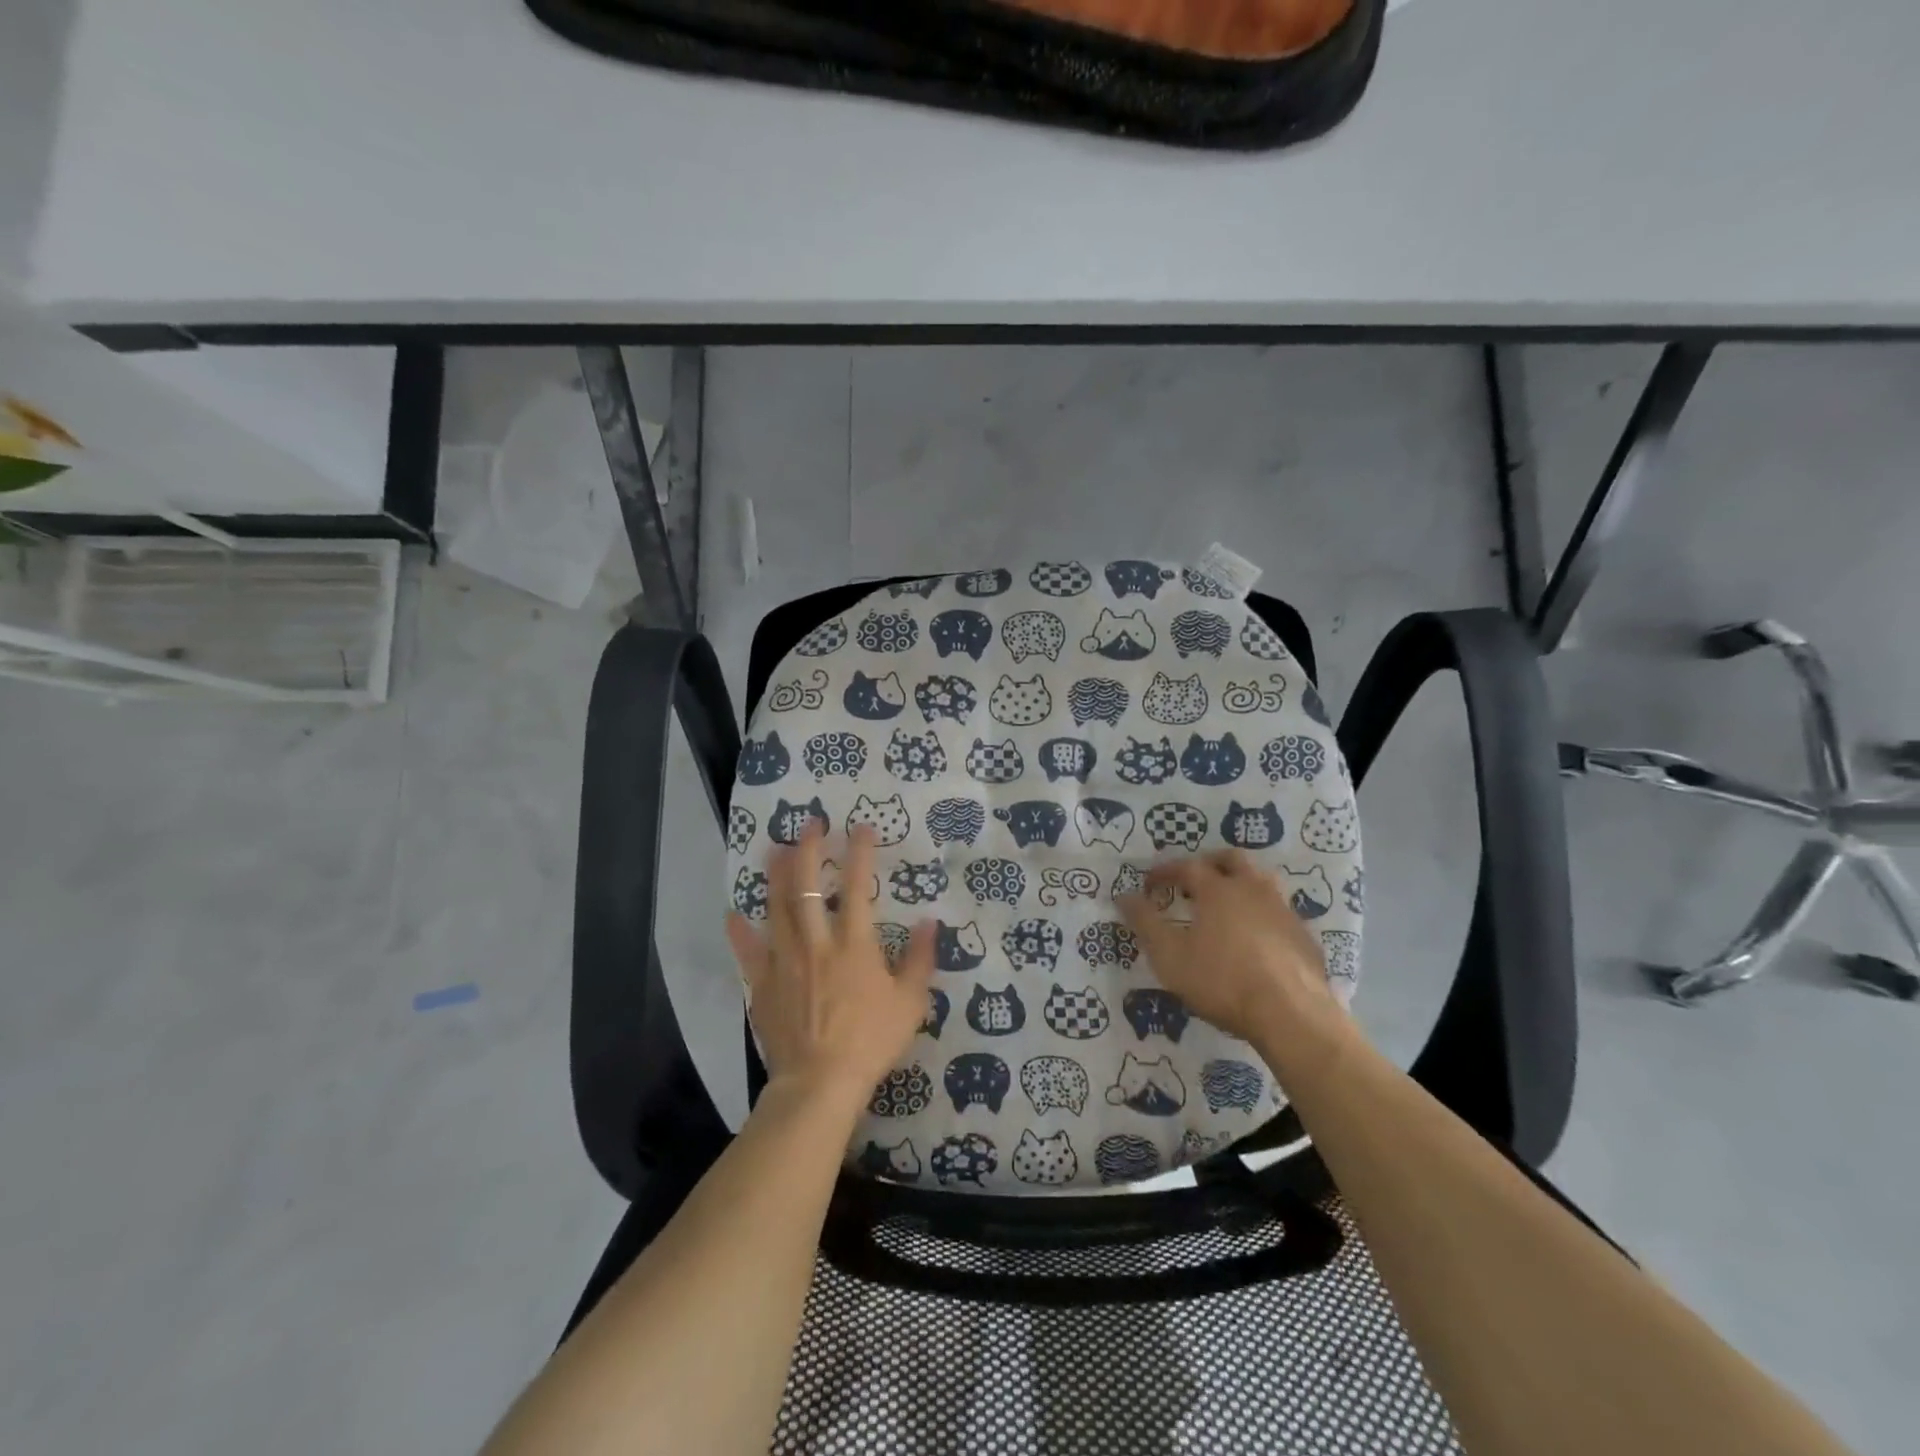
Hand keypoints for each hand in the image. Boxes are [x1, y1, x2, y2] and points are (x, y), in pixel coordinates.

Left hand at [725, 822, 935, 1113]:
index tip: (859, 828)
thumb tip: (928, 922)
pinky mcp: (763, 984)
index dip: (858, 852)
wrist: (819, 1084)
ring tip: (775, 848)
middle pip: (806, 885)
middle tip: (810, 824)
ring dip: (775, 874)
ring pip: (776, 907)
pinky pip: (748, 951)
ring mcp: (784, 961)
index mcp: (854, 943)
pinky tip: (734, 914)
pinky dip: (740, 931)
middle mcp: (816, 941)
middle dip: (808, 849)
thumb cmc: (870, 1041)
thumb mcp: (910, 1002)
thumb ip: (919, 959)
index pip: (857, 885)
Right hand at [1118, 849, 1353, 1070]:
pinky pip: (1278, 910)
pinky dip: (1260, 912)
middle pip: (1231, 860)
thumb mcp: (1169, 956)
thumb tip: (1123, 895)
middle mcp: (1253, 888)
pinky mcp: (1303, 935)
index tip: (1149, 884)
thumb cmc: (1222, 981)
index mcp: (1218, 889)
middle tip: (1192, 882)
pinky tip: (1254, 937)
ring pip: (1261, 880)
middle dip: (1209, 864)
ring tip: (1225, 904)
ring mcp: (1283, 910)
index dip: (1164, 872)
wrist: (1292, 1015)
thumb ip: (1144, 922)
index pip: (1187, 866)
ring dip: (1239, 883)